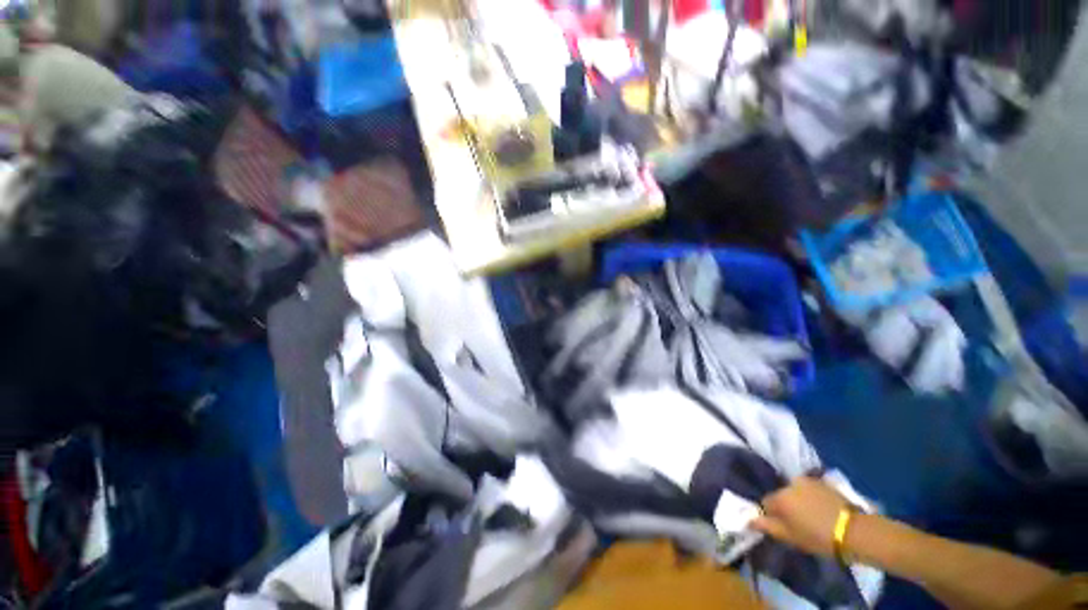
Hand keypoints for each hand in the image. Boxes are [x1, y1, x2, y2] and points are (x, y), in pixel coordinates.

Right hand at [752, 477, 850, 556]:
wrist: (854, 530)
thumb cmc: (818, 537)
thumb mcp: (790, 537)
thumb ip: (767, 526)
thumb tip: (749, 519)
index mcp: (778, 497)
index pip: (766, 503)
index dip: (772, 516)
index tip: (783, 527)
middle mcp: (788, 484)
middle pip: (781, 495)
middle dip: (786, 506)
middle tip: (798, 522)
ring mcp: (806, 480)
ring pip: (795, 491)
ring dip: (799, 500)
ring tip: (811, 515)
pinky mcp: (822, 482)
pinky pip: (809, 489)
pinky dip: (811, 496)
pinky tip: (821, 508)